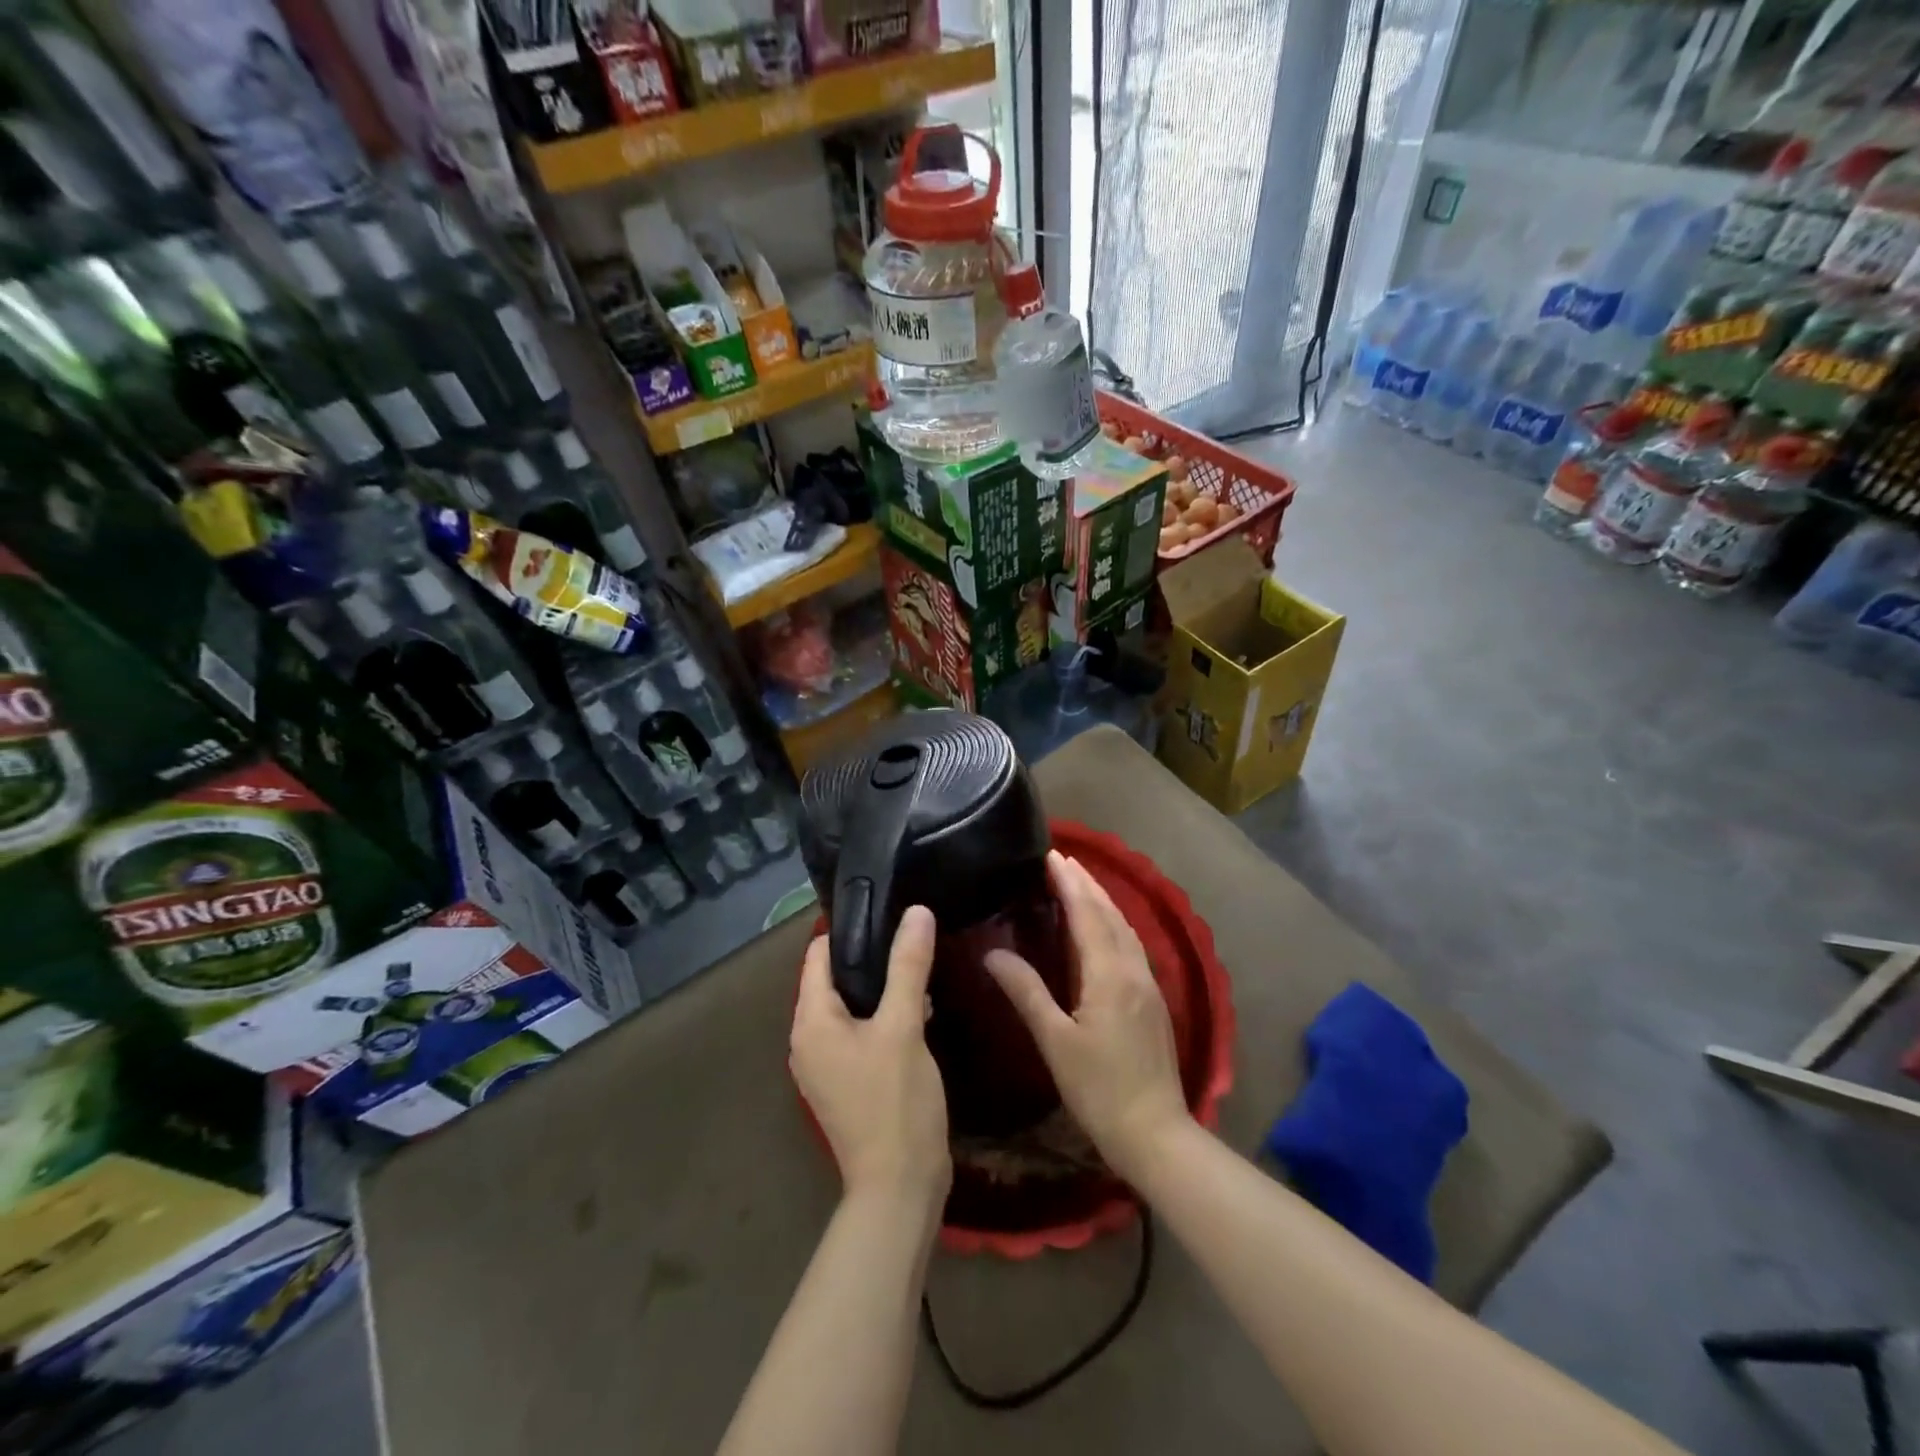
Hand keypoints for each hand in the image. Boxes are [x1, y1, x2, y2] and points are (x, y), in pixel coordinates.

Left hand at [791, 906, 950, 1222]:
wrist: (899, 1189)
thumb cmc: (895, 1102)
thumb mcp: (903, 1026)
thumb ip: (908, 966)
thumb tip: (916, 911)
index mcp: (810, 1022)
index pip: (818, 955)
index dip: (851, 930)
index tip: (889, 912)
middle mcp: (808, 1041)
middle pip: (835, 980)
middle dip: (872, 959)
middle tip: (913, 939)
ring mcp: (826, 1066)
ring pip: (851, 1008)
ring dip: (882, 990)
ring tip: (921, 969)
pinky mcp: (847, 1084)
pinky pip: (860, 1034)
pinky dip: (883, 1018)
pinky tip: (920, 1012)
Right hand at [986, 851, 1189, 1182]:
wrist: (1156, 1132)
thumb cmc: (1099, 1089)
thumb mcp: (1055, 1042)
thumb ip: (1027, 993)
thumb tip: (993, 954)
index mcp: (1109, 974)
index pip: (1087, 914)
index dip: (1069, 883)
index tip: (1051, 856)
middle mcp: (1133, 970)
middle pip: (1110, 914)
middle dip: (1086, 883)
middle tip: (1062, 860)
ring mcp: (1148, 985)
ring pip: (1124, 928)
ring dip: (1102, 900)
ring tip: (1080, 883)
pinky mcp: (1153, 1001)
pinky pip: (1131, 945)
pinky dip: (1113, 923)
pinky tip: (1104, 929)